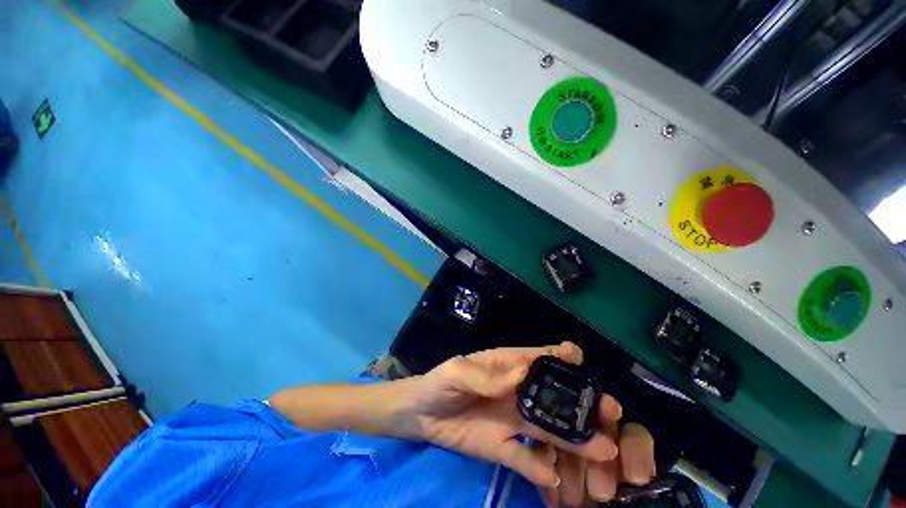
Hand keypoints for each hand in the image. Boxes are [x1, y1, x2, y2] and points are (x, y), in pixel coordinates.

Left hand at [400, 342, 654, 501]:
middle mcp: (519, 392)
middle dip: (582, 403)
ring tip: (602, 451)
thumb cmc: (439, 383)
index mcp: (508, 365)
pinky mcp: (503, 447)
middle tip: (608, 414)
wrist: (420, 415)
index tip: (580, 360)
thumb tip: (521, 374)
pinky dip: (540, 467)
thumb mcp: (457, 372)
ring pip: (549, 430)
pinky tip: (554, 477)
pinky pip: (526, 458)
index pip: (541, 357)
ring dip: (574, 440)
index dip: (562, 355)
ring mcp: (514, 420)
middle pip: (555, 396)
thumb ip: (485, 374)